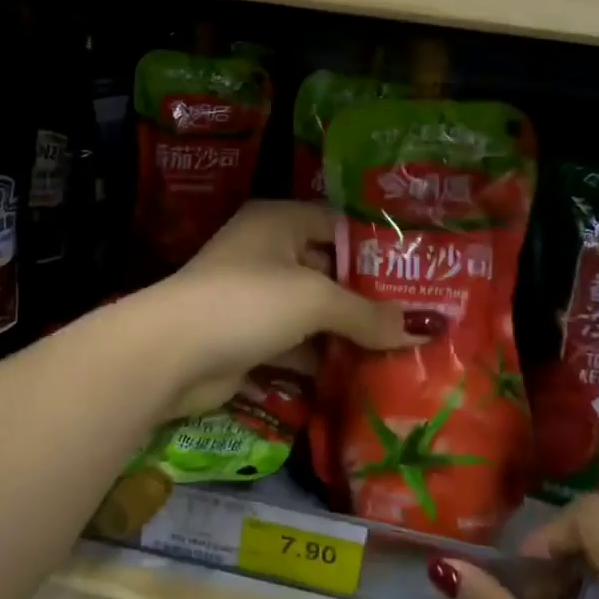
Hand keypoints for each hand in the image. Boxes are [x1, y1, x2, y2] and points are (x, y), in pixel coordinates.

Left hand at [141, 200, 412, 416]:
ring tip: (404, 350)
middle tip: (421, 317)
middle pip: (329, 270)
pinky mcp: (247, 338)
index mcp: (278, 221)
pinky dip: (322, 359)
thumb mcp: (314, 299)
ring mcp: (254, 297)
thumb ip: (369, 314)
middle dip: (370, 297)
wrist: (171, 353)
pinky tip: (361, 376)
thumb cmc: (247, 302)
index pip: (339, 225)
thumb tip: (427, 327)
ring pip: (313, 312)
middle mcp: (266, 252)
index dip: (379, 248)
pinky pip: (296, 344)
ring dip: (349, 333)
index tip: (423, 271)